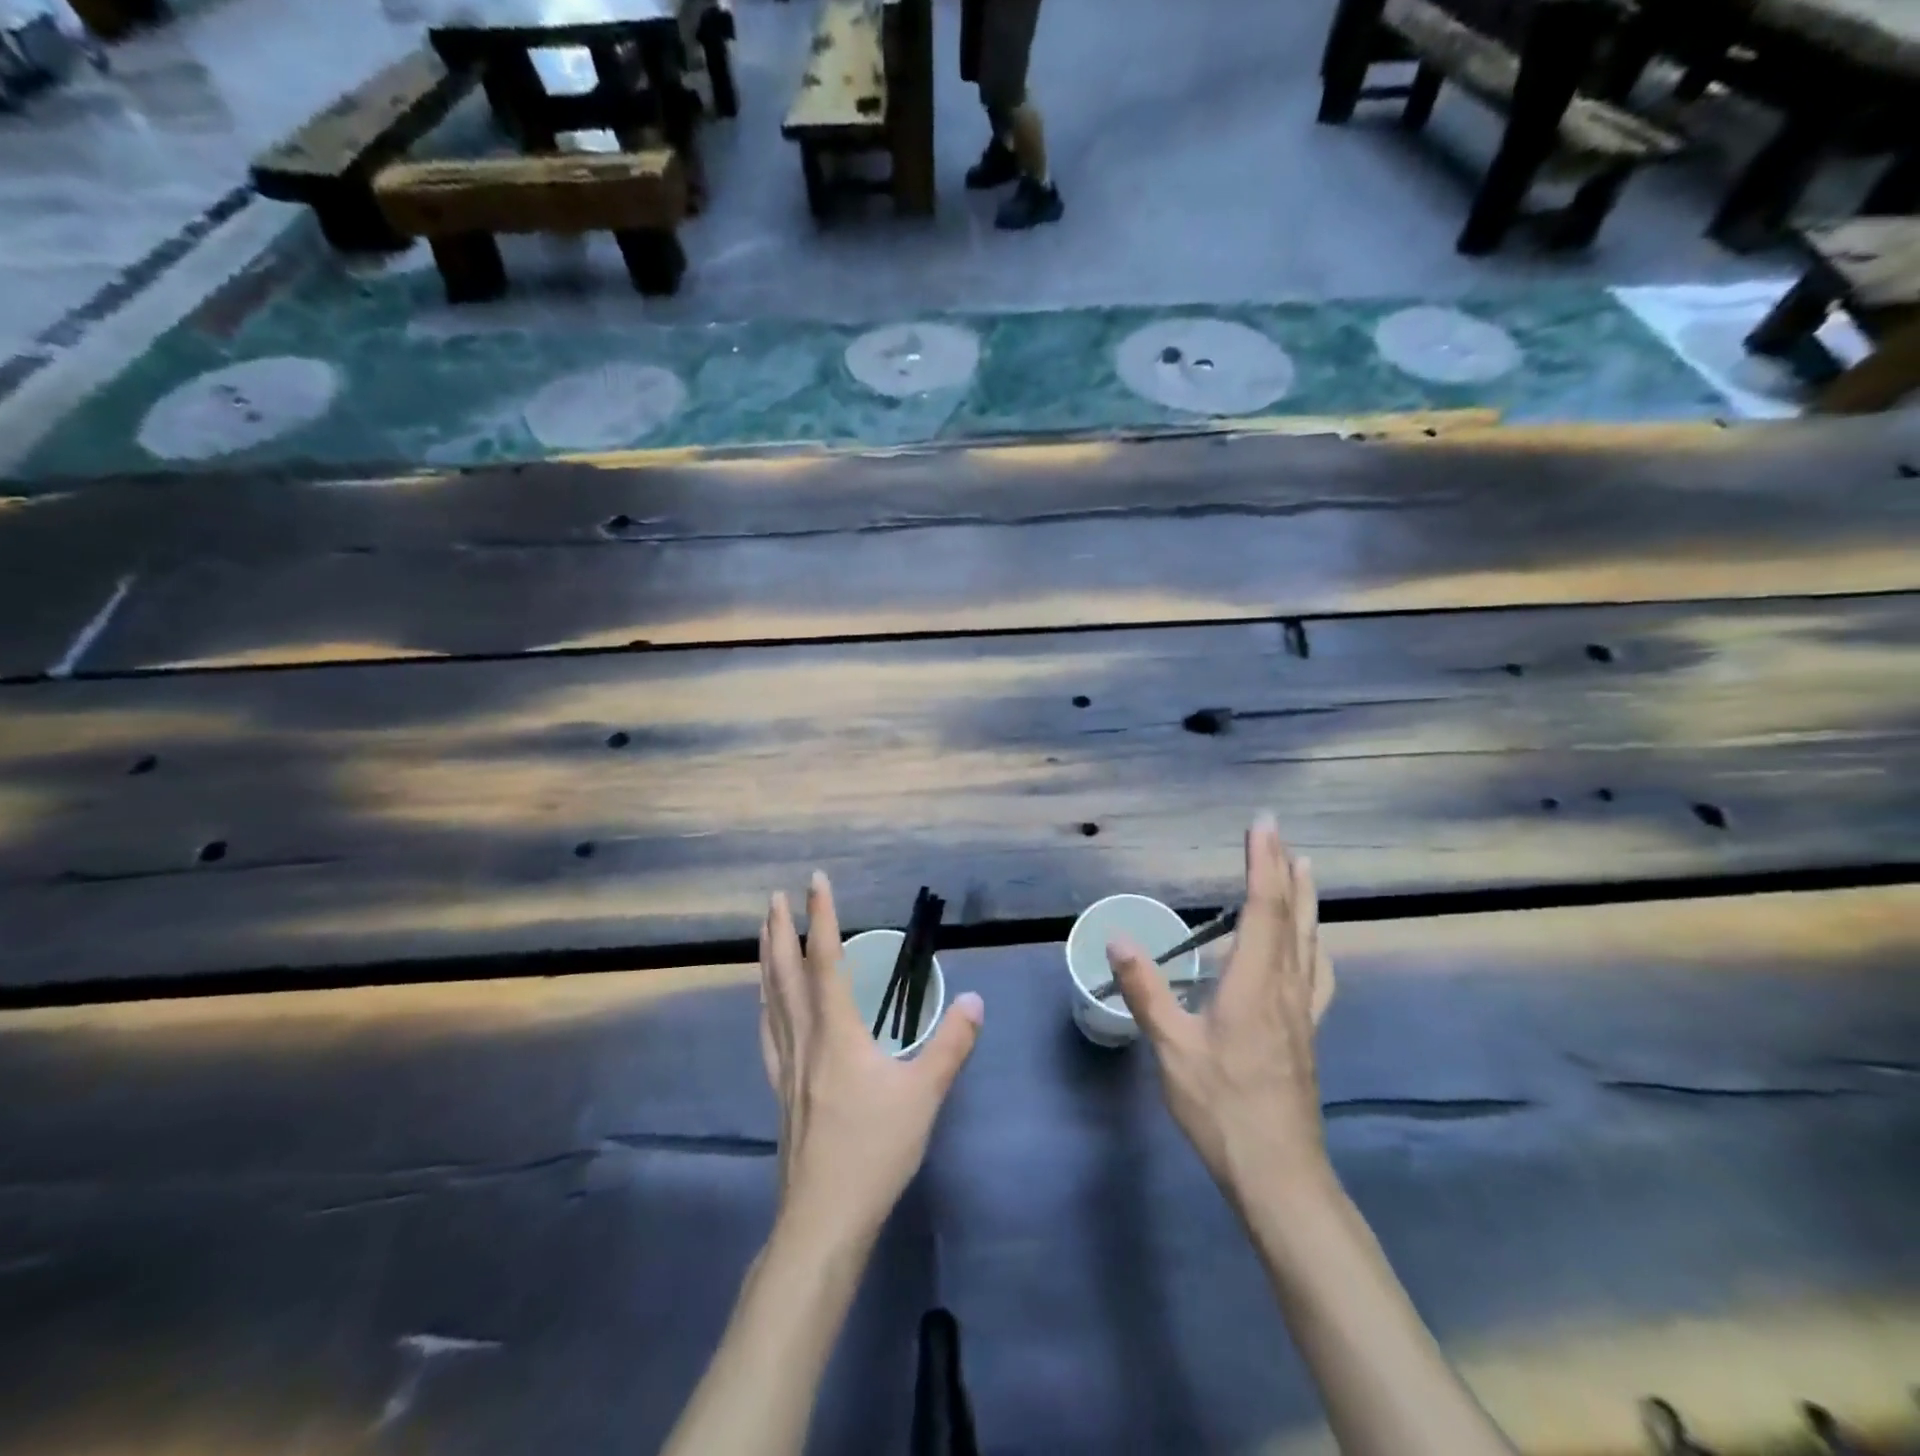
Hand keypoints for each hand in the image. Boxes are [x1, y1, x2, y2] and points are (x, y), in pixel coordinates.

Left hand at [759, 873, 983, 1245]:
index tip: (815, 880)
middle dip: (779, 931)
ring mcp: (786, 1065)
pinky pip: (767, 1031)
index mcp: (836, 1031)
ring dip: (765, 961)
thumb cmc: (874, 1150)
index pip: (825, 959)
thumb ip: (951, 1044)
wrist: (823, 1218)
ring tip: (763, 936)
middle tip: (773, 897)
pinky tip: (764, 1005)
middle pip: (785, 973)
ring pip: (770, 1000)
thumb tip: (974, 998)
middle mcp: (804, 1038)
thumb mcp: (924, 1095)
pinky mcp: (780, 1089)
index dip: (820, 916)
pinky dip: (764, 1004)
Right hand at [1105, 816, 1335, 1204]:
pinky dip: (1314, 943)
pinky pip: (1317, 973)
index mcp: (1254, 985)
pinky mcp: (1306, 1033)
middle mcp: (1286, 988)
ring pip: (1310, 942)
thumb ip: (1147, 991)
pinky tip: (1313, 946)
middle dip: (1285, 871)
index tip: (1262, 825)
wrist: (1279, 1173)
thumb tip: (1118, 938)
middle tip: (1280, 834)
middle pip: (1292, 918)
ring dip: (1305, 901)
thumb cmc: (1221, 1108)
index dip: (1263, 863)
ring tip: (1305, 870)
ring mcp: (1302, 1012)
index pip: (1264, 909)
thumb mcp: (1172, 1049)